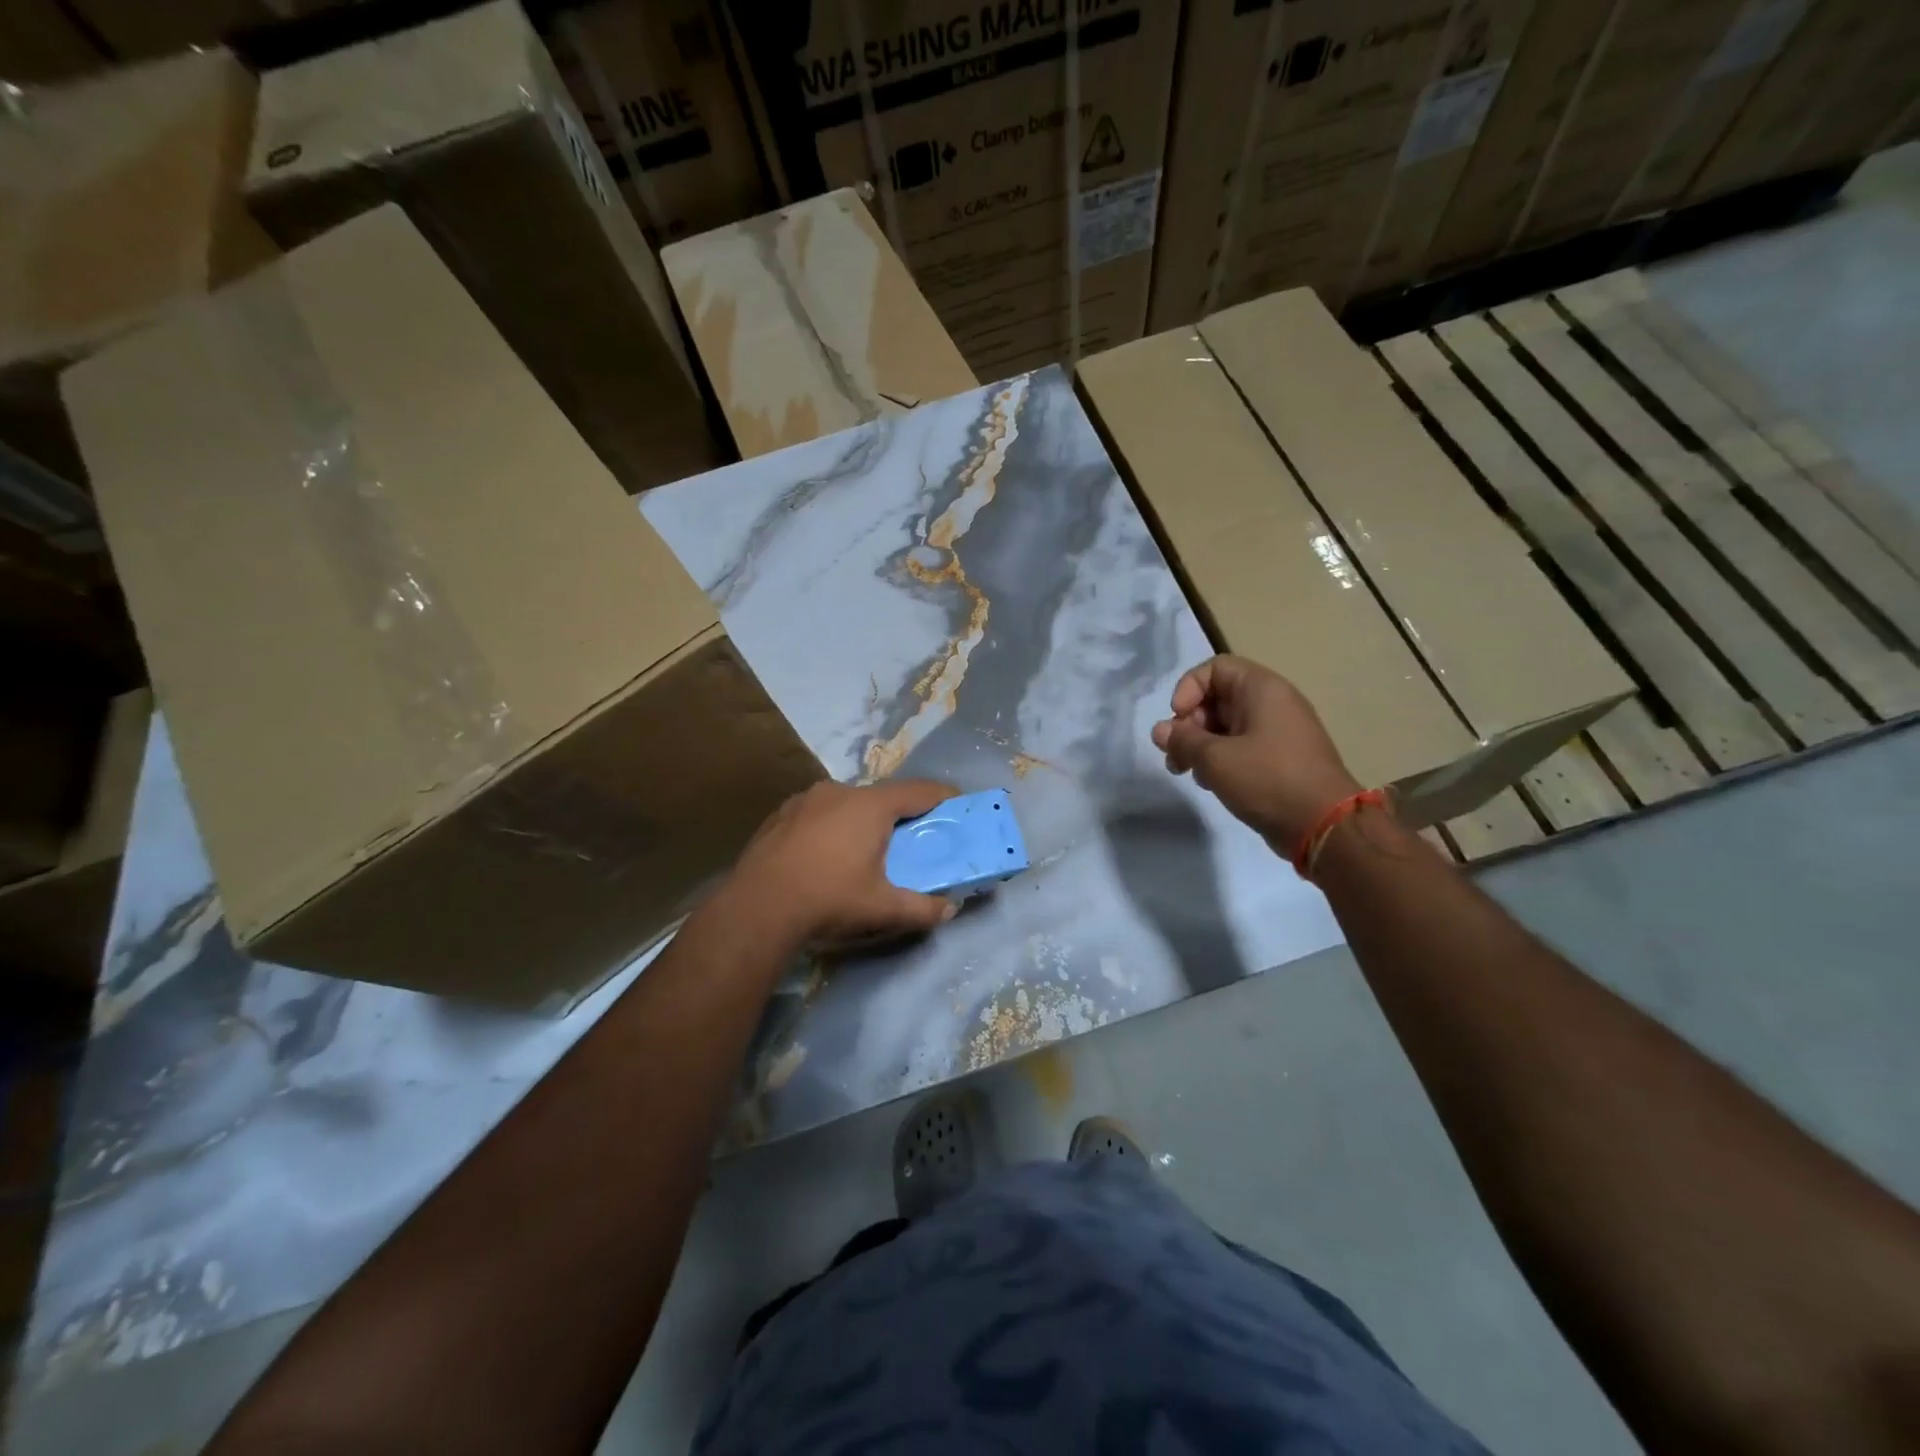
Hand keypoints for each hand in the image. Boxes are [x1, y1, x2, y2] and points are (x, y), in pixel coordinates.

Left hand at [723, 779, 960, 947]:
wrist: (757, 907)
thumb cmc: (828, 899)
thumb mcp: (882, 909)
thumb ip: (922, 908)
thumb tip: (949, 910)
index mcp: (871, 806)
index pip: (920, 791)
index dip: (944, 796)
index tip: (958, 805)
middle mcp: (840, 791)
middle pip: (883, 796)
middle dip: (901, 814)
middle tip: (911, 839)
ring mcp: (806, 798)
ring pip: (848, 802)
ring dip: (862, 819)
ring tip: (864, 849)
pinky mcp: (781, 812)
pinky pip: (819, 812)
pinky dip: (832, 825)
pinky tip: (825, 854)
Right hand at [1151, 655, 1362, 851]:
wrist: (1325, 825)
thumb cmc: (1268, 780)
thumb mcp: (1215, 758)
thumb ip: (1182, 740)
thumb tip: (1160, 730)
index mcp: (1262, 689)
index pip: (1215, 668)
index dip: (1188, 689)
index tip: (1177, 720)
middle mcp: (1273, 703)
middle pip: (1217, 698)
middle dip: (1189, 724)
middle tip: (1175, 754)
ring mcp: (1279, 732)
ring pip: (1227, 726)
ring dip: (1200, 745)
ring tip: (1186, 772)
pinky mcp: (1280, 759)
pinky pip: (1242, 747)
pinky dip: (1220, 759)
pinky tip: (1210, 783)